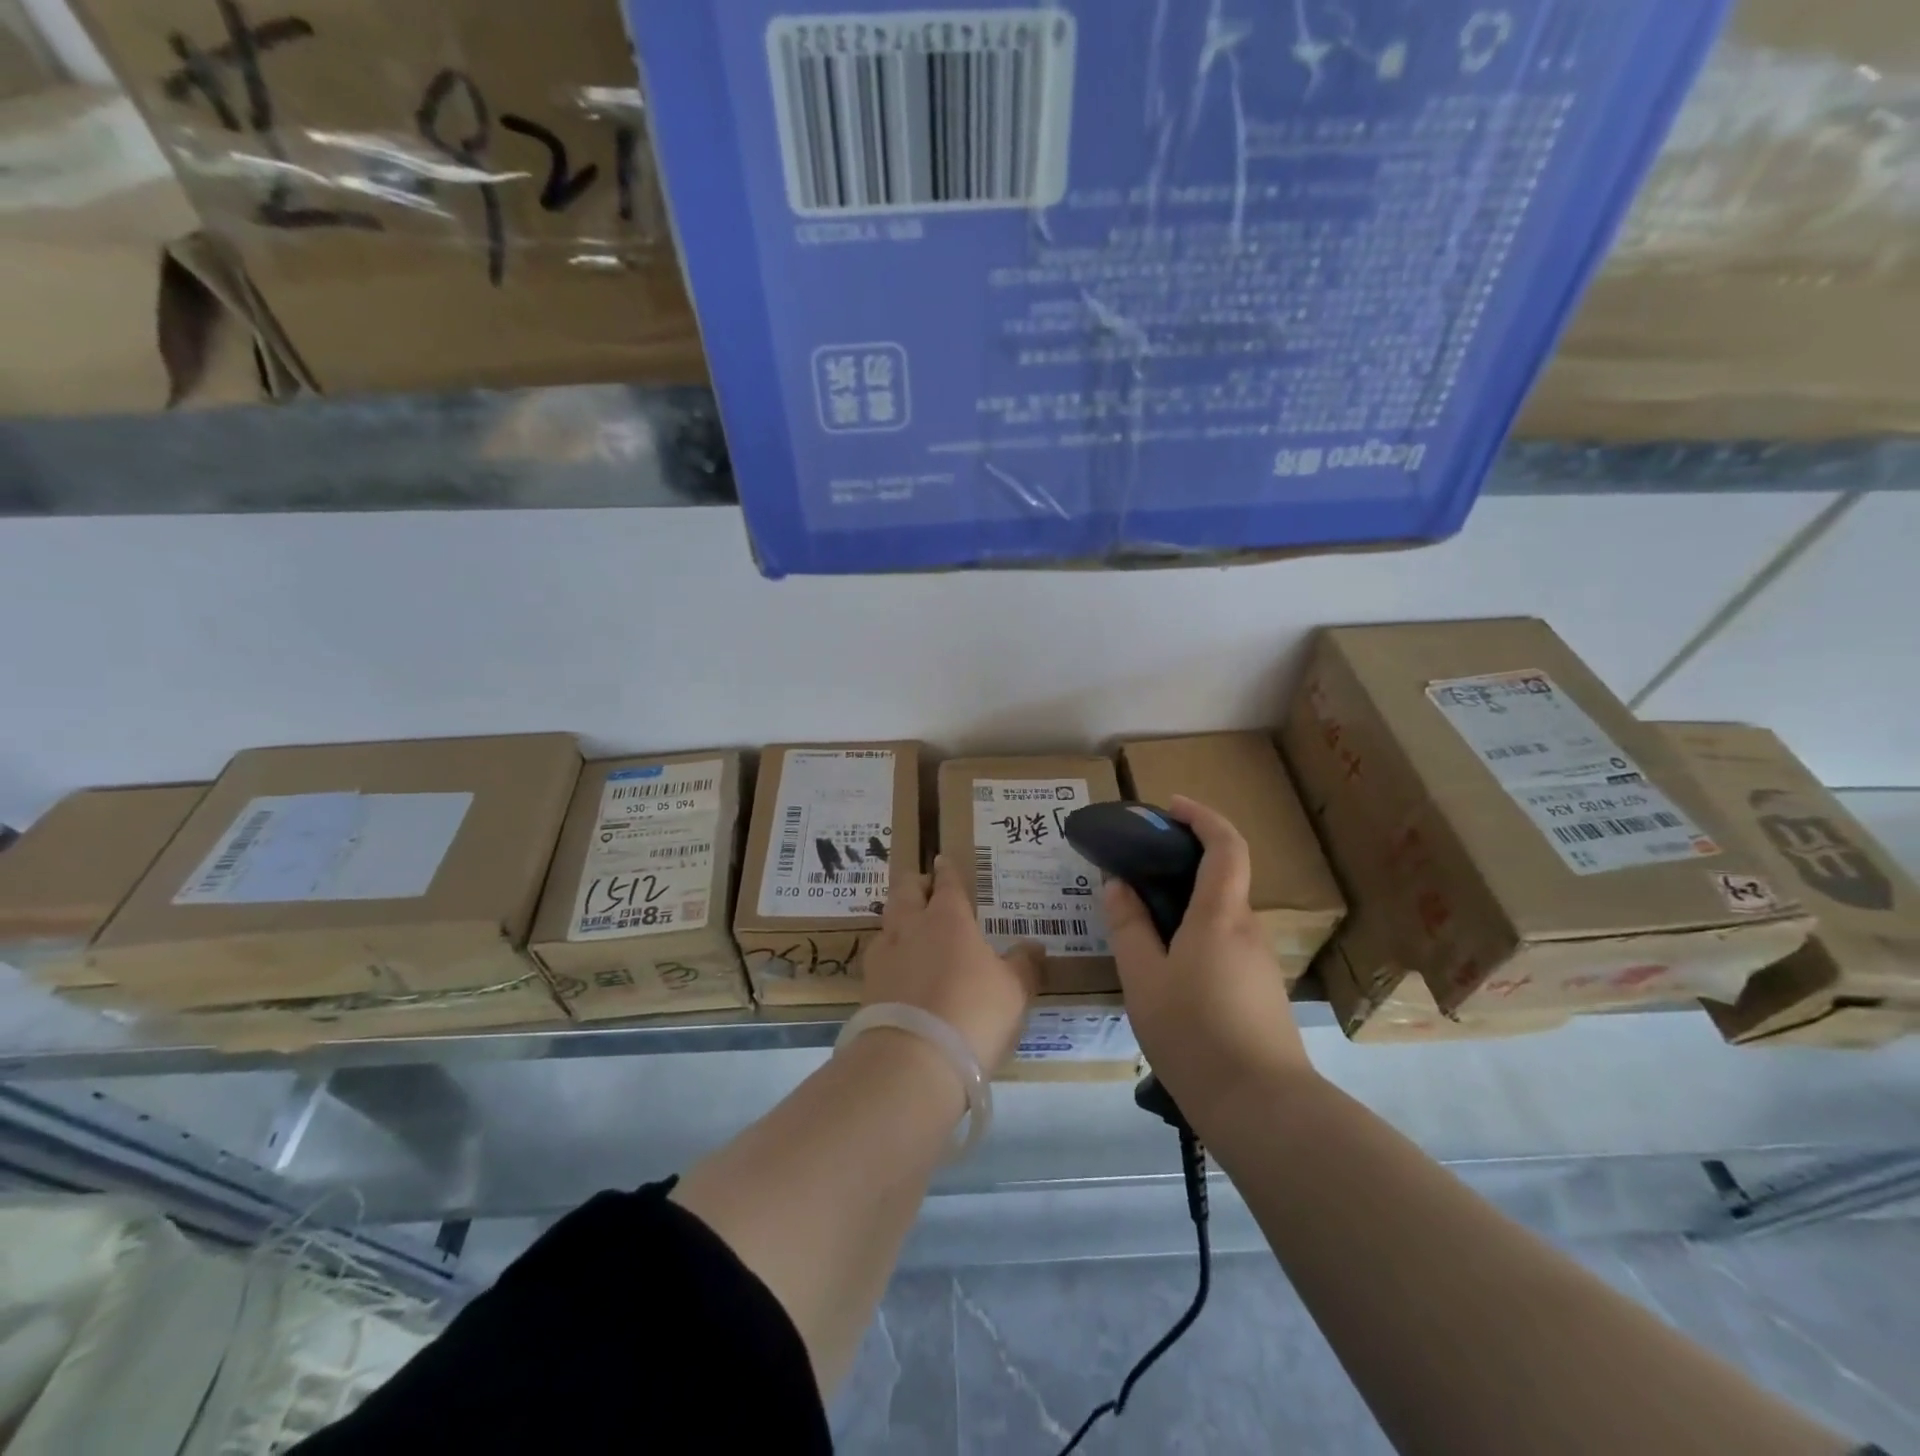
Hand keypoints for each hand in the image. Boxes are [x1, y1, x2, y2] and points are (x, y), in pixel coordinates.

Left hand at [863, 855, 1041, 1070]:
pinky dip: (890, 954)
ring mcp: (884, 956)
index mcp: (948, 919)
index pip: (946, 884)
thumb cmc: (973, 1013)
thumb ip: (1023, 965)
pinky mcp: (868, 987)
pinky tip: (898, 967)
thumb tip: (1034, 945)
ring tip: (909, 925)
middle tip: (923, 885)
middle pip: (905, 891)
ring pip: (887, 921)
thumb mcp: (1014, 991)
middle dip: (915, 883)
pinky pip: (879, 957)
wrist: (913, 1061)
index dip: (946, 871)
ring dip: (898, 916)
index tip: (942, 860)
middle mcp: (911, 928)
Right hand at [1105, 796, 1313, 1109]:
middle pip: (1223, 878)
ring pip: (1222, 915)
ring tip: (1142, 922)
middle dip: (1185, 861)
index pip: (1226, 845)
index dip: (1202, 817)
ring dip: (1187, 903)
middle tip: (1139, 869)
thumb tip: (1118, 886)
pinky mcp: (1261, 991)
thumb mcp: (1144, 979)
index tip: (1171, 807)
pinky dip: (1197, 933)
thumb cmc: (1194, 1033)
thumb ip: (1129, 927)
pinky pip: (1226, 943)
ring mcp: (1259, 962)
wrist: (1262, 1108)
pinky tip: (1168, 967)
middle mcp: (1247, 929)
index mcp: (1221, 915)